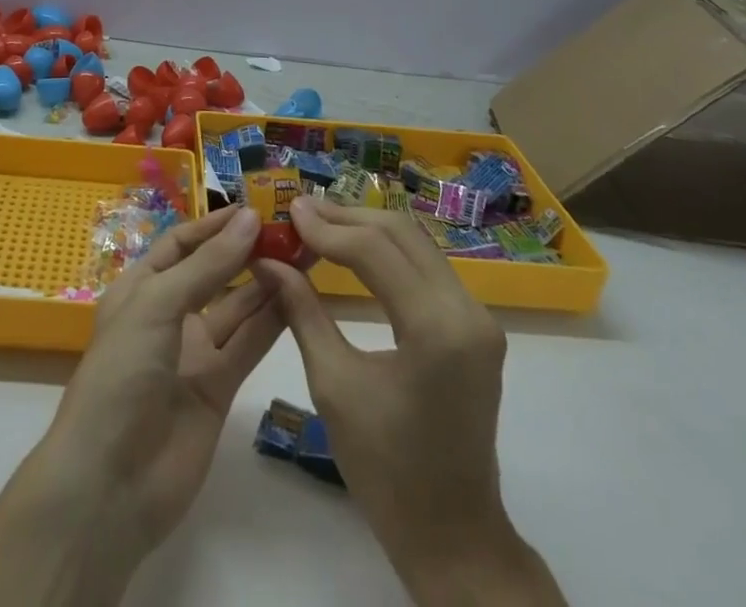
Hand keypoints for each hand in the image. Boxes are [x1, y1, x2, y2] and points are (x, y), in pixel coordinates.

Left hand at [0, 205, 281, 606]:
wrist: (109, 486)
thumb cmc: (120, 375)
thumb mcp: (157, 306)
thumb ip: (208, 266)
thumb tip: (249, 218)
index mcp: (141, 289)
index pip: (181, 244)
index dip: (214, 226)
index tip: (254, 208)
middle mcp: (168, 315)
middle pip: (212, 273)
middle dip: (245, 251)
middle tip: (290, 230)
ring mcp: (194, 353)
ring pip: (236, 307)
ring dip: (265, 282)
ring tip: (303, 255)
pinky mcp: (218, 389)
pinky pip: (248, 345)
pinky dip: (271, 322)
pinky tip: (298, 296)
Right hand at [252, 196, 564, 606]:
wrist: (453, 535)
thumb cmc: (385, 470)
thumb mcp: (333, 384)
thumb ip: (301, 310)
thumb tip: (267, 259)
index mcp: (436, 329)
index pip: (374, 250)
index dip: (327, 227)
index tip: (288, 212)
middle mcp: (467, 311)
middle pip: (401, 234)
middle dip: (347, 217)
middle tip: (301, 210)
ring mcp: (478, 317)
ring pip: (417, 243)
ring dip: (368, 227)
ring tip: (320, 222)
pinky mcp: (476, 325)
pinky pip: (428, 267)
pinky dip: (388, 250)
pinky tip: (355, 249)